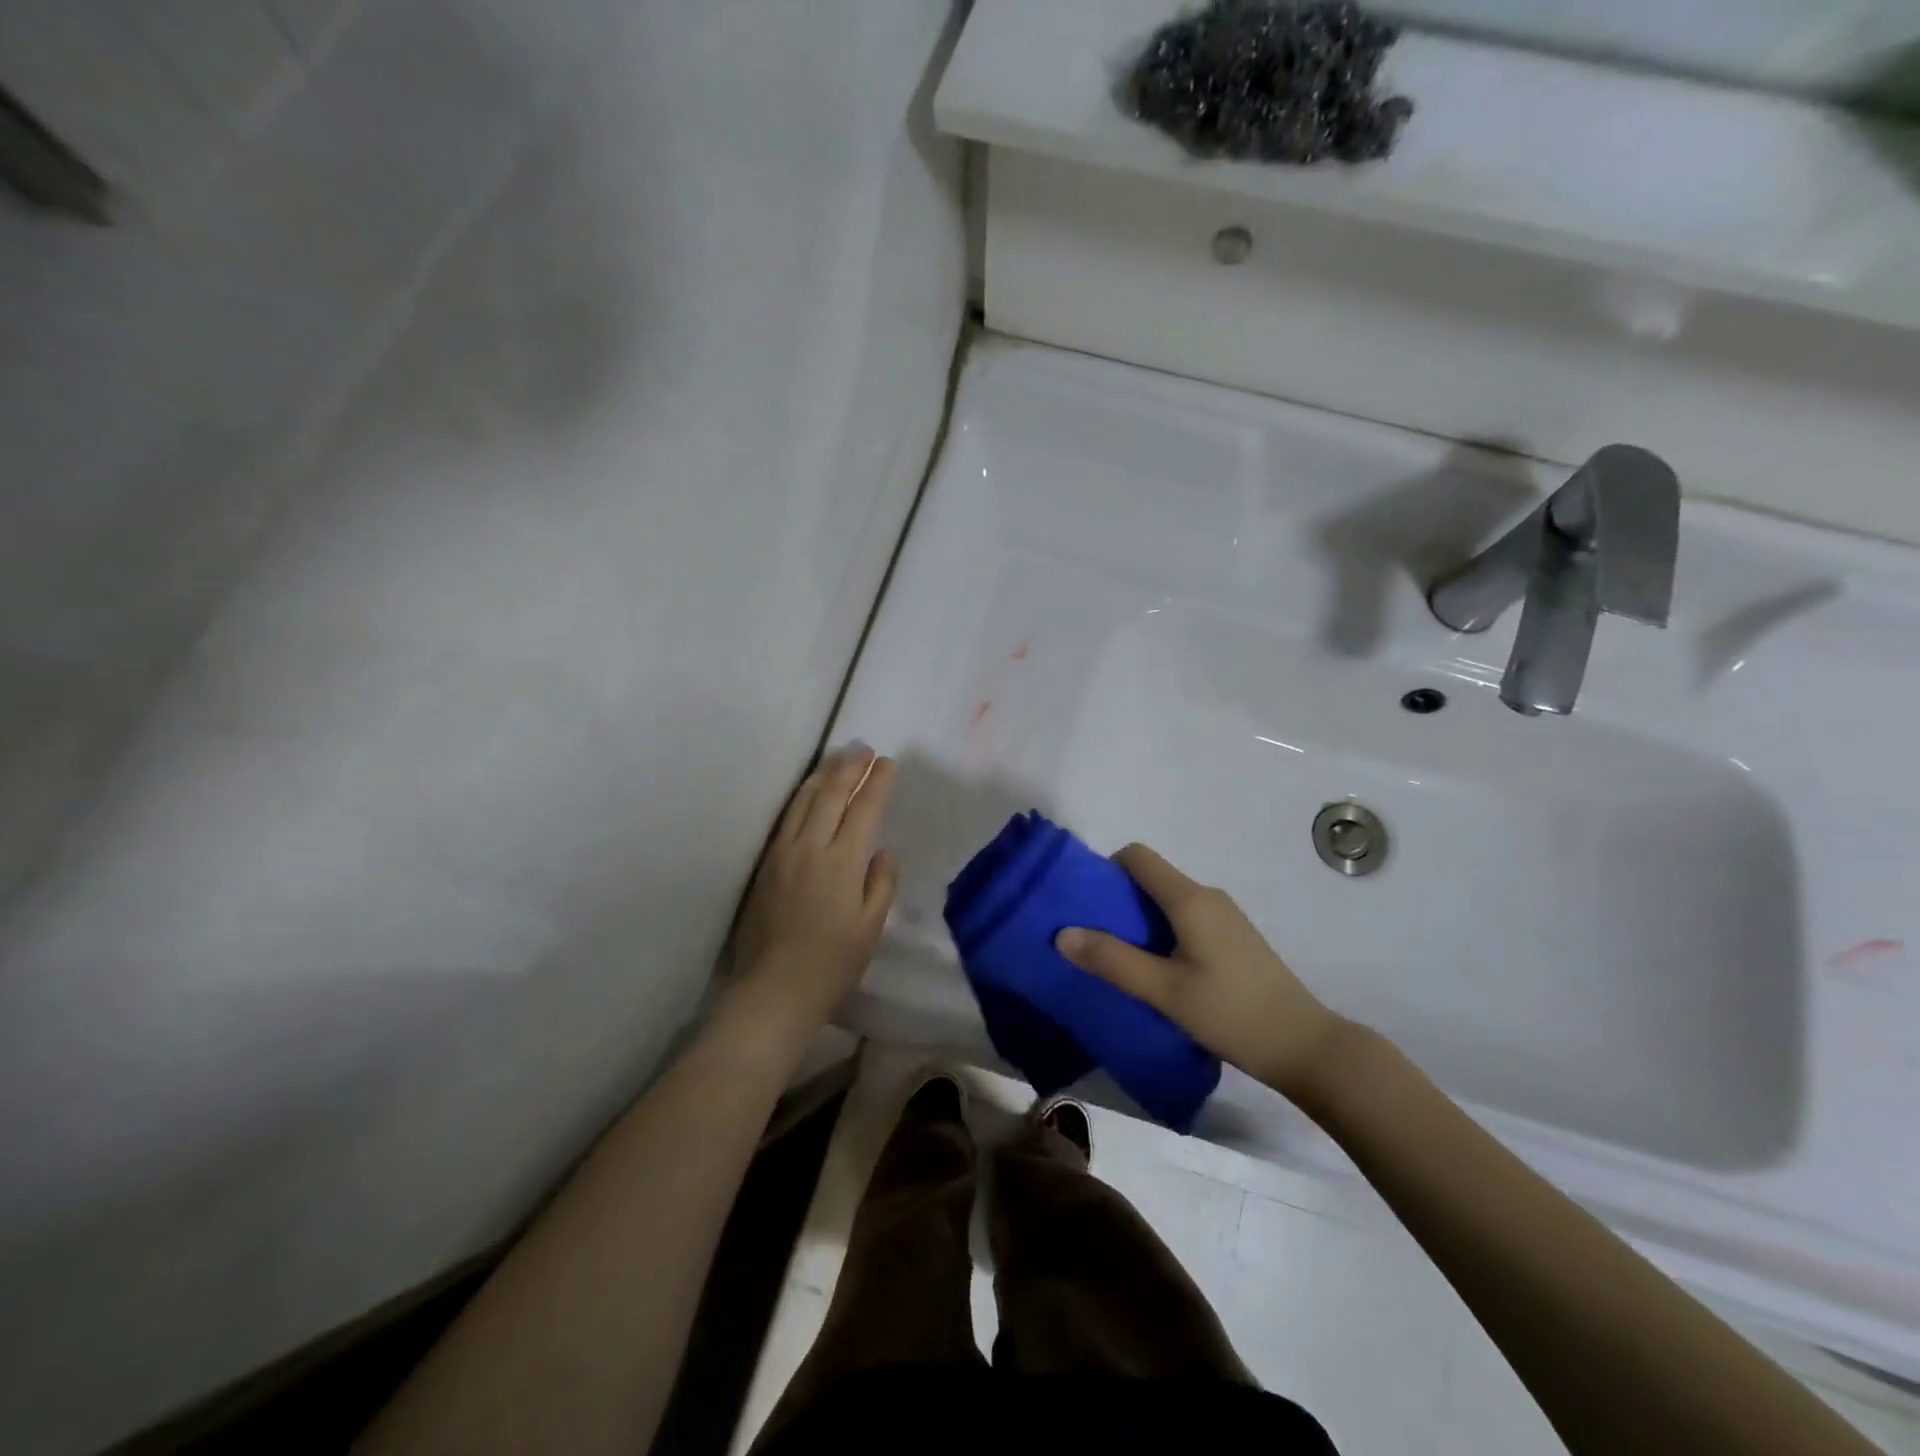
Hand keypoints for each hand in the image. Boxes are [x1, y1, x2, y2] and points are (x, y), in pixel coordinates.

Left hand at [728, 747, 897, 1040]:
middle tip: (864, 749)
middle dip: (849, 767)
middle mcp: (810, 848)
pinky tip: (807, 791)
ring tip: (838, 758)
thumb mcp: (871, 927)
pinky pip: (785, 818)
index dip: (877, 783)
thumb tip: (882, 852)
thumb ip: (880, 883)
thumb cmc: (832, 964)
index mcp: (841, 862)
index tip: (888, 762)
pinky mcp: (764, 864)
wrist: (773, 990)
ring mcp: (782, 853)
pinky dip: (801, 796)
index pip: (863, 809)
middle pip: (830, 795)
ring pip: (803, 801)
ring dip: (822, 774)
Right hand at [1055, 843, 1344, 1099]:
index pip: (1137, 856)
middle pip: (1151, 878)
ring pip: (1168, 901)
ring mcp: (1225, 916)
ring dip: (1138, 919)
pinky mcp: (1233, 938)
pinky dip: (1161, 932)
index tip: (1086, 904)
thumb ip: (1113, 960)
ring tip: (1120, 958)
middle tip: (1093, 937)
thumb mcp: (1164, 991)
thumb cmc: (1231, 1013)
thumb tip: (1062, 933)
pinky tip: (1158, 970)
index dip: (1105, 870)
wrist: (1305, 1046)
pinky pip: (1185, 918)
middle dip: (1117, 899)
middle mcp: (1208, 896)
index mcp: (1190, 898)